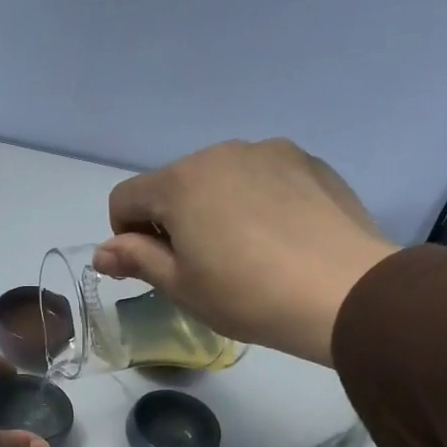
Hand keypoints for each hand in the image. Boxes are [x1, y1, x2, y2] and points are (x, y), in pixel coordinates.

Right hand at [94, 139, 398, 366]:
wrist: (345, 292)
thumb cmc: (247, 294)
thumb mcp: (182, 286)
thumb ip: (136, 260)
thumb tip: (102, 252)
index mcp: (181, 182)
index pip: (125, 198)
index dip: (125, 236)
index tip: (153, 267)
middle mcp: (220, 153)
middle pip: (173, 185)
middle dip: (172, 220)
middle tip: (200, 267)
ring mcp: (269, 152)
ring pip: (219, 179)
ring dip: (214, 208)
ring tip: (245, 253)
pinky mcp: (308, 162)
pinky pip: (262, 178)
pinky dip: (255, 202)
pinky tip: (279, 239)